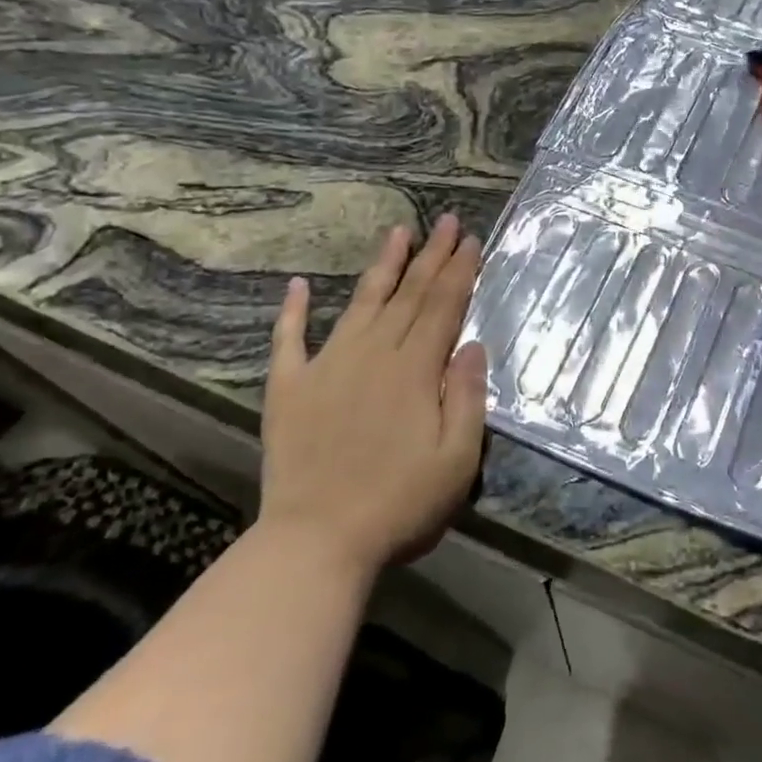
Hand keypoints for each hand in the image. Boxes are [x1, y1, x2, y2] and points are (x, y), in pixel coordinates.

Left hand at [259, 216, 486, 575]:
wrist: (317, 541)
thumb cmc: (399, 504)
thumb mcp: (457, 459)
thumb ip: (467, 396)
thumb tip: (472, 344)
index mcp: (415, 370)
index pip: (443, 307)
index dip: (459, 271)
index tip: (471, 240)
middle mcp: (373, 355)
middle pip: (408, 295)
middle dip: (431, 255)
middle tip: (447, 221)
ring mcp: (327, 367)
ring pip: (361, 303)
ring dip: (382, 266)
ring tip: (397, 232)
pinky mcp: (289, 388)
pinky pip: (289, 340)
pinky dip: (293, 311)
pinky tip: (299, 285)